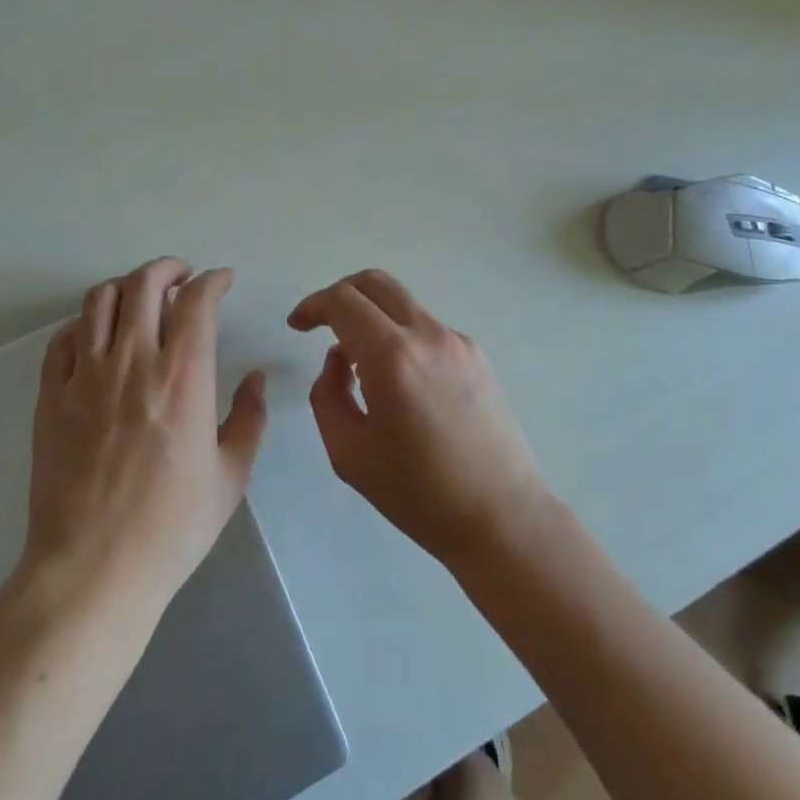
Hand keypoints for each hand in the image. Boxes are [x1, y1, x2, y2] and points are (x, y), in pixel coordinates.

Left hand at [22, 258, 267, 616]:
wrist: (92, 571)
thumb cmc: (171, 527)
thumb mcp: (231, 476)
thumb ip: (249, 418)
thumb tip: (255, 378)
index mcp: (182, 377)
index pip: (197, 301)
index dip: (214, 280)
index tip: (223, 280)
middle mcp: (133, 362)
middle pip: (144, 284)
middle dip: (168, 268)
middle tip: (183, 277)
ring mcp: (85, 376)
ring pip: (100, 300)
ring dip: (126, 287)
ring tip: (140, 298)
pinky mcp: (50, 397)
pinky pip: (63, 339)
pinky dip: (85, 323)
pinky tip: (97, 336)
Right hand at [291, 270, 548, 567]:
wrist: (501, 517)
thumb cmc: (418, 494)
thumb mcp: (349, 453)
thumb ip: (328, 395)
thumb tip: (338, 360)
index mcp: (393, 357)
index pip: (343, 301)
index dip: (313, 305)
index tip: (298, 325)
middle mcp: (428, 335)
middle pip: (376, 283)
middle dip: (341, 294)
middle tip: (322, 324)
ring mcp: (457, 342)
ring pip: (403, 305)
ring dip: (372, 318)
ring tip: (361, 368)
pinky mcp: (476, 356)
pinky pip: (426, 329)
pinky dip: (401, 338)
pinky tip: (400, 385)